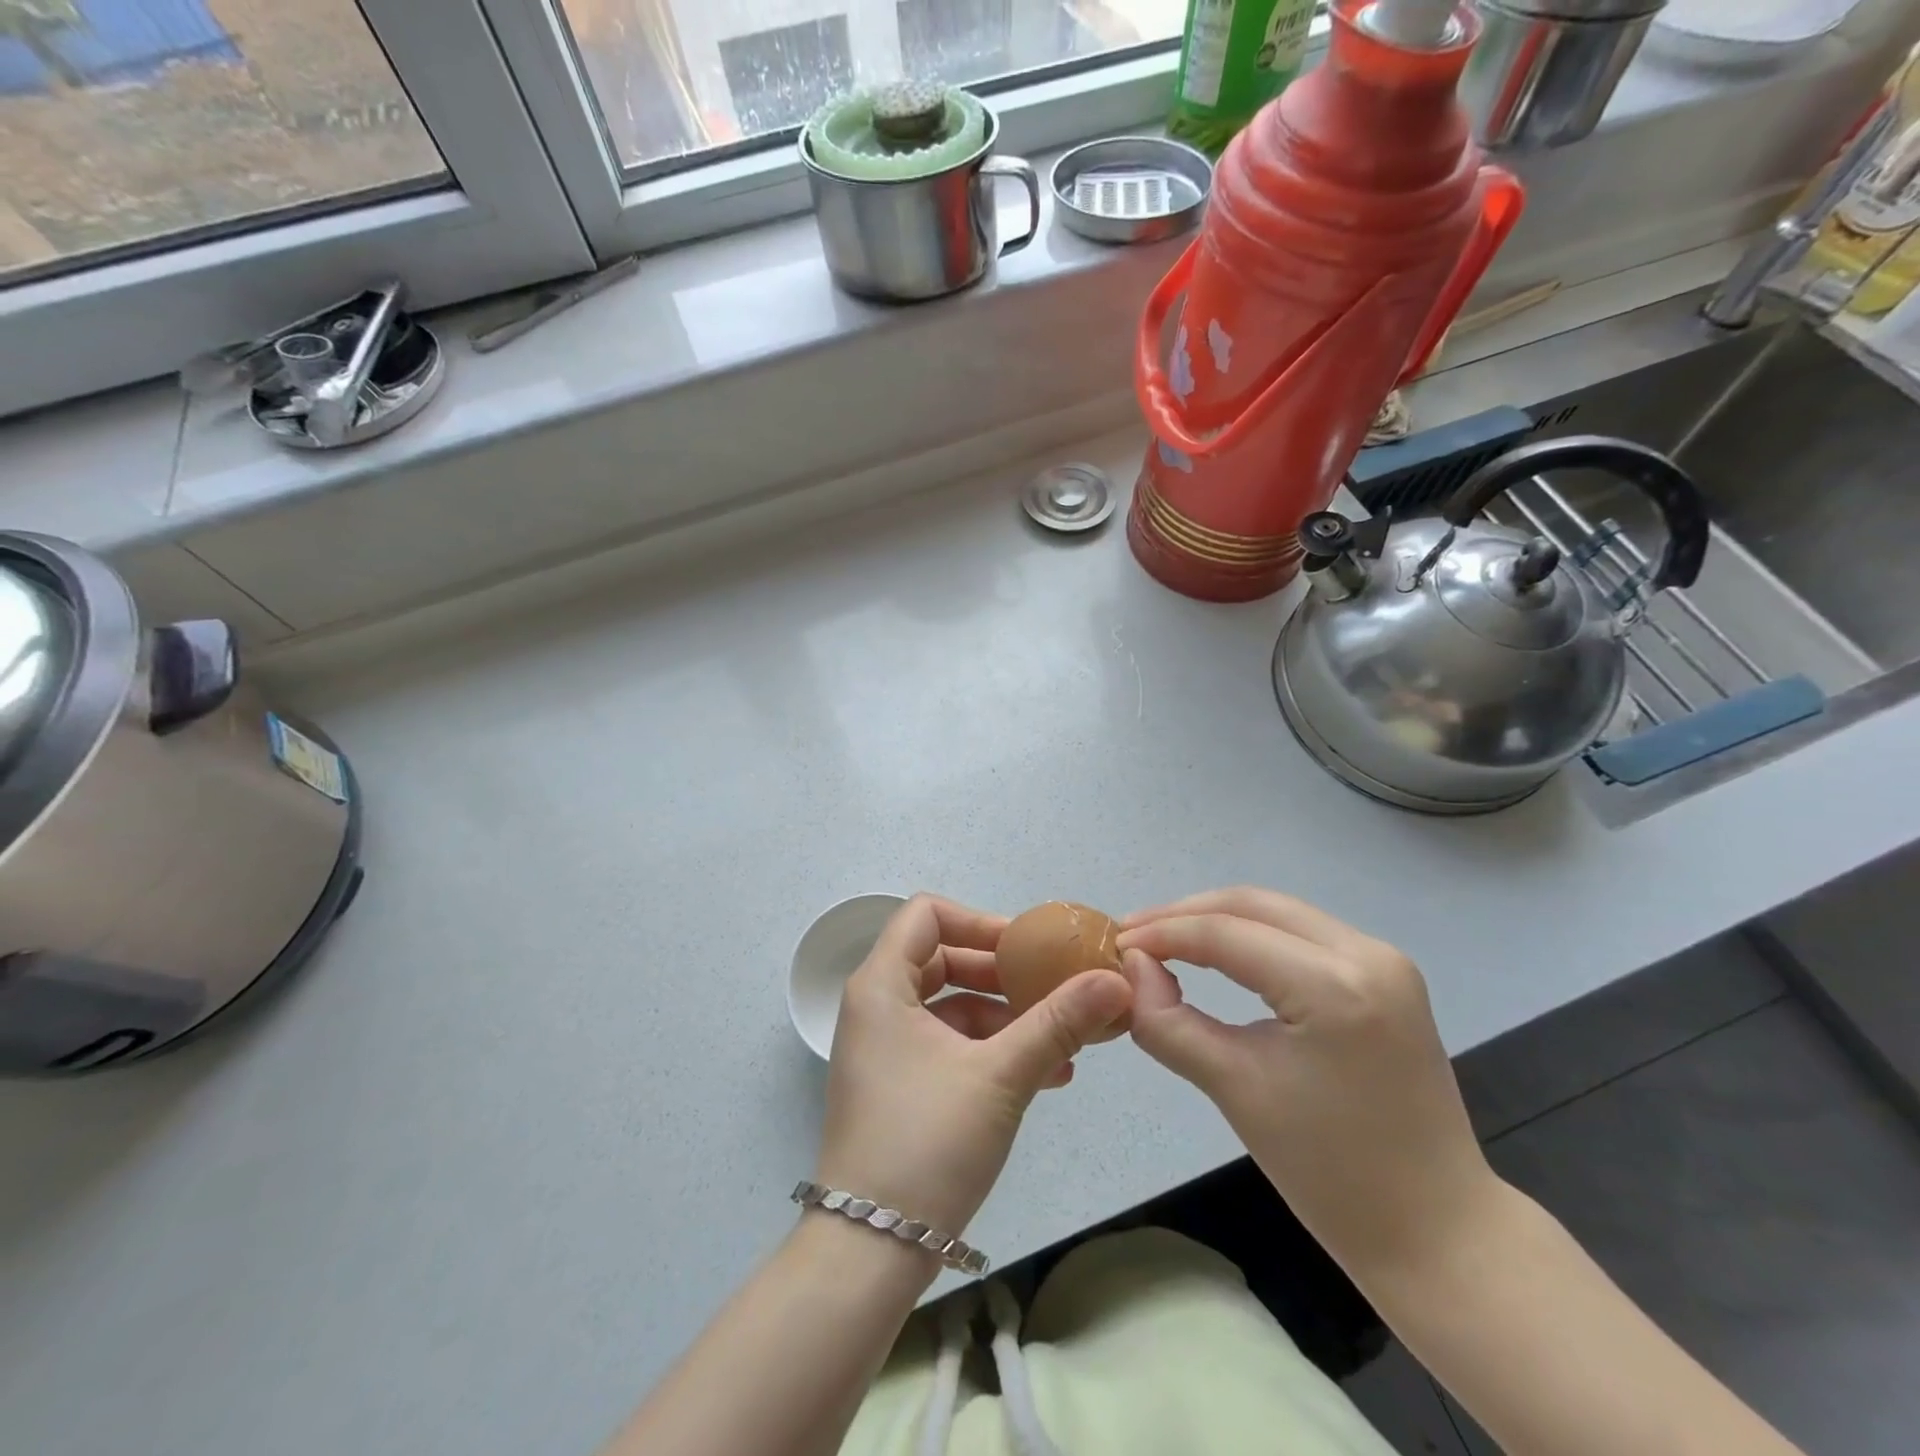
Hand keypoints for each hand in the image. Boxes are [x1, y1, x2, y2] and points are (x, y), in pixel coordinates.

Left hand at [814, 895, 1131, 1242]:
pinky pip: (949, 1044)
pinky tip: (1047, 1074)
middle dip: (1003, 973)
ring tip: (1065, 1041)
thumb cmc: (928, 1142)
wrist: (870, 1251)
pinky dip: (992, 1050)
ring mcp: (886, 1047)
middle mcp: (877, 1006)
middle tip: (1053, 989)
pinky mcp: (900, 1084)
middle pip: (943, 958)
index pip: (927, 914)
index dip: (980, 920)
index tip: (1027, 949)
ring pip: (952, 1005)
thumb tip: (1116, 981)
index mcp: (882, 984)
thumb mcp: (1000, 1075)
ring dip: (1007, 1017)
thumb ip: (1058, 1021)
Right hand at [1118, 888, 1499, 1279]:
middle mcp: (1367, 953)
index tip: (1114, 945)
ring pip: (1277, 912)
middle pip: (1253, 904)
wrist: (1437, 1232)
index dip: (1162, 934)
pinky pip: (1301, 933)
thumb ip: (1169, 1021)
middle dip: (1184, 914)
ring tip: (1163, 940)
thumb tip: (1131, 969)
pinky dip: (1251, 935)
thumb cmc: (1331, 1173)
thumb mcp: (1234, 1090)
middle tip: (1133, 935)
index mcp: (1335, 986)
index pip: (1226, 934)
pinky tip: (1217, 952)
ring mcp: (1383, 959)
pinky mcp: (1385, 975)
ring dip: (1217, 919)